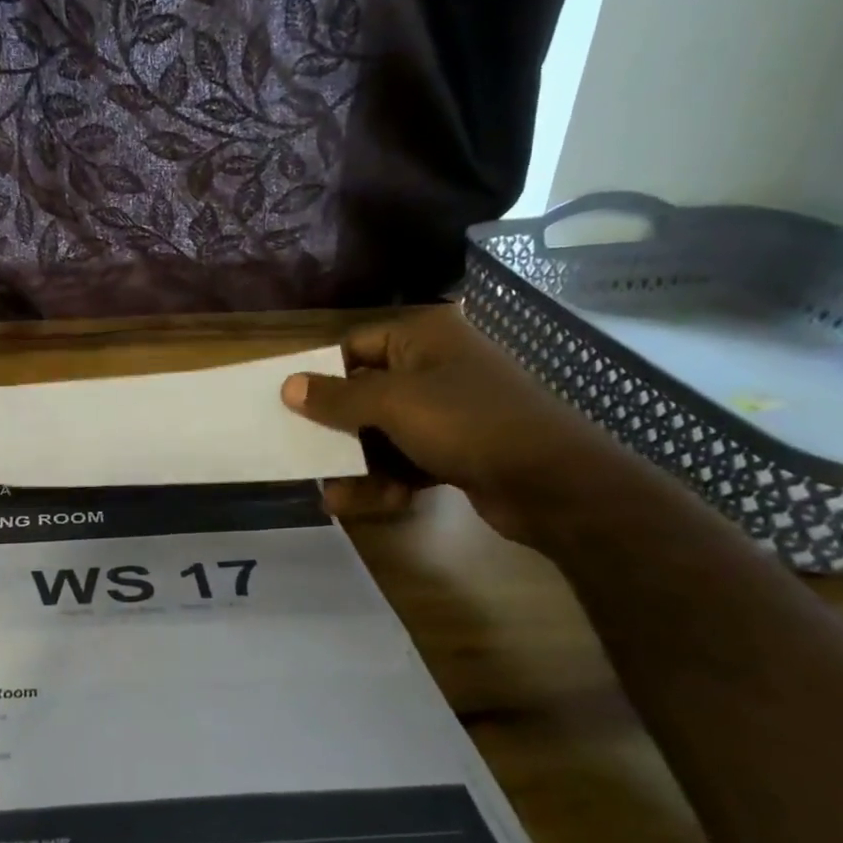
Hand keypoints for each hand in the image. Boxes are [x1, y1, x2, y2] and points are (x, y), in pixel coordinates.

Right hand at [280, 306, 631, 544]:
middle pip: (364, 394)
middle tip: (305, 454)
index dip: (322, 374)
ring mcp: (447, 412)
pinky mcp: (456, 451)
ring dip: (358, 465)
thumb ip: (337, 397)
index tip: (289, 405)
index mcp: (423, 338)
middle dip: (337, 431)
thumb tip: (288, 385)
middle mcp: (433, 368)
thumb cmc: (467, 423)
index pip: (355, 346)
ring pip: (382, 434)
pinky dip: (387, 481)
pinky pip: (406, 461)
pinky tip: (373, 504)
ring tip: (336, 495)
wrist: (554, 483)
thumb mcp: (392, 404)